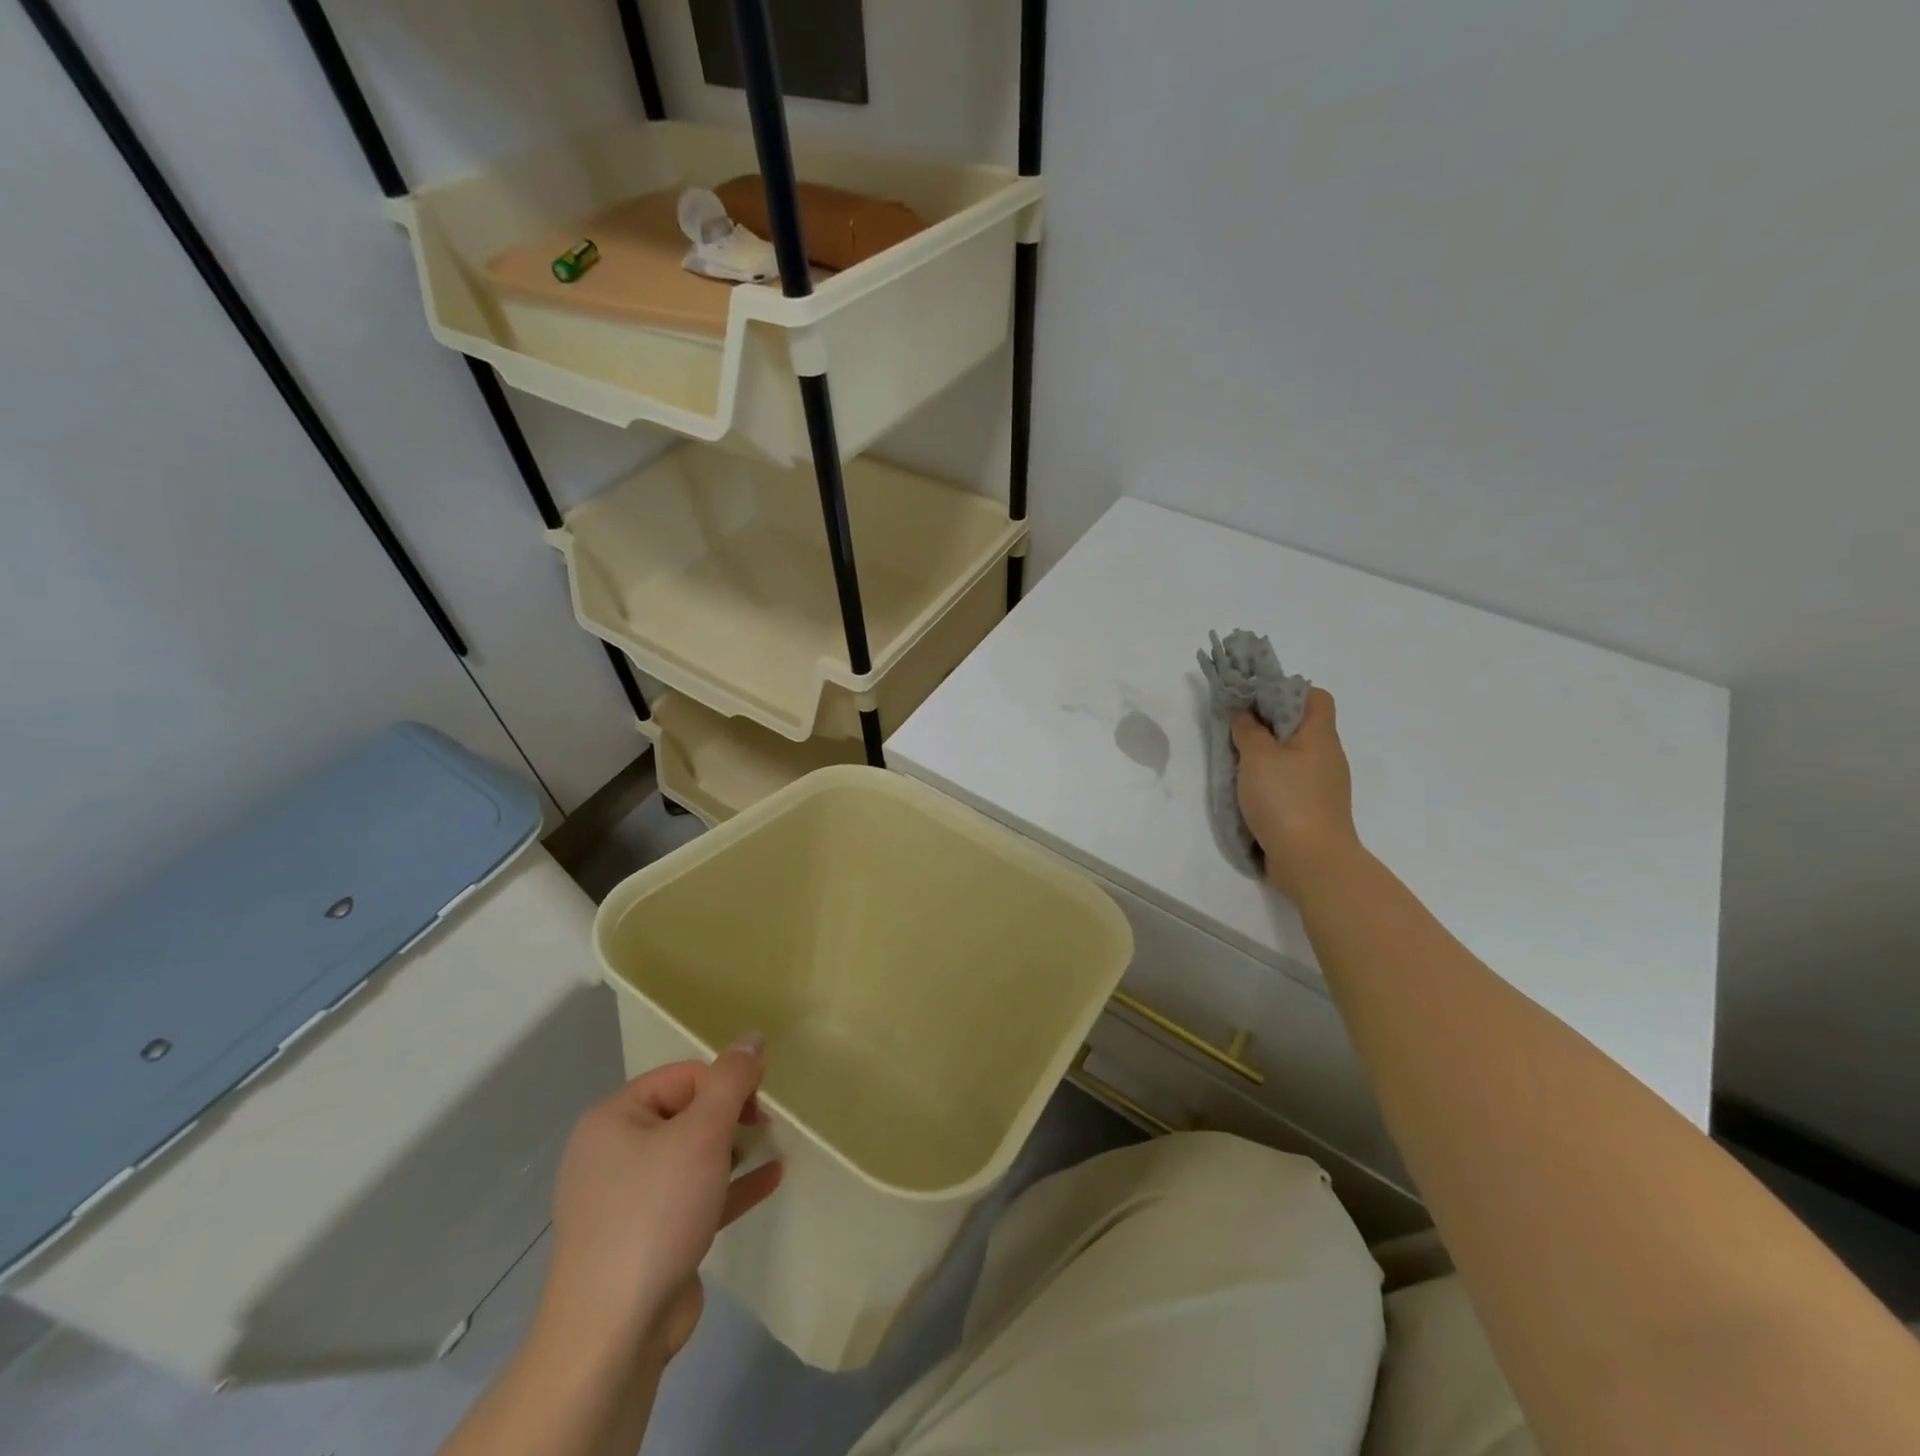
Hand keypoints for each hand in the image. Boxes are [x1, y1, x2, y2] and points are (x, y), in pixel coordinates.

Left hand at [540, 1041, 782, 1361]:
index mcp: (614, 1119)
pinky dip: (730, 1185)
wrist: (613, 1334)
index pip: (682, 1076)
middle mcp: (614, 1153)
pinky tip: (772, 1178)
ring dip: (734, 1148)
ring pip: (691, 1156)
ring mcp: (628, 1199)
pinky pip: (694, 1195)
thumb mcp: (702, 1134)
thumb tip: (752, 1038)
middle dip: (731, 1114)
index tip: (761, 1100)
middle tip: (766, 1123)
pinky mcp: (647, 1238)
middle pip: (686, 1113)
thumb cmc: (655, 1213)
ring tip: (772, 1144)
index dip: (725, 1082)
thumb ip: (731, 1080)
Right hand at [1231, 688, 1359, 899]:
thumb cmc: (1286, 800)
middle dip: (1268, 723)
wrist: (1312, 861)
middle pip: (1301, 725)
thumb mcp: (1258, 757)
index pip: (1315, 696)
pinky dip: (1270, 780)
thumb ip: (1248, 730)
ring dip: (1266, 754)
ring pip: (1293, 755)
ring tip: (1236, 759)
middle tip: (1236, 728)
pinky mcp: (1313, 809)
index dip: (1286, 690)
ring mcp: (1322, 785)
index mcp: (1320, 736)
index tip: (1255, 700)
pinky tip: (1249, 790)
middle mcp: (1327, 756)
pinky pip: (1291, 781)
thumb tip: (1244, 714)